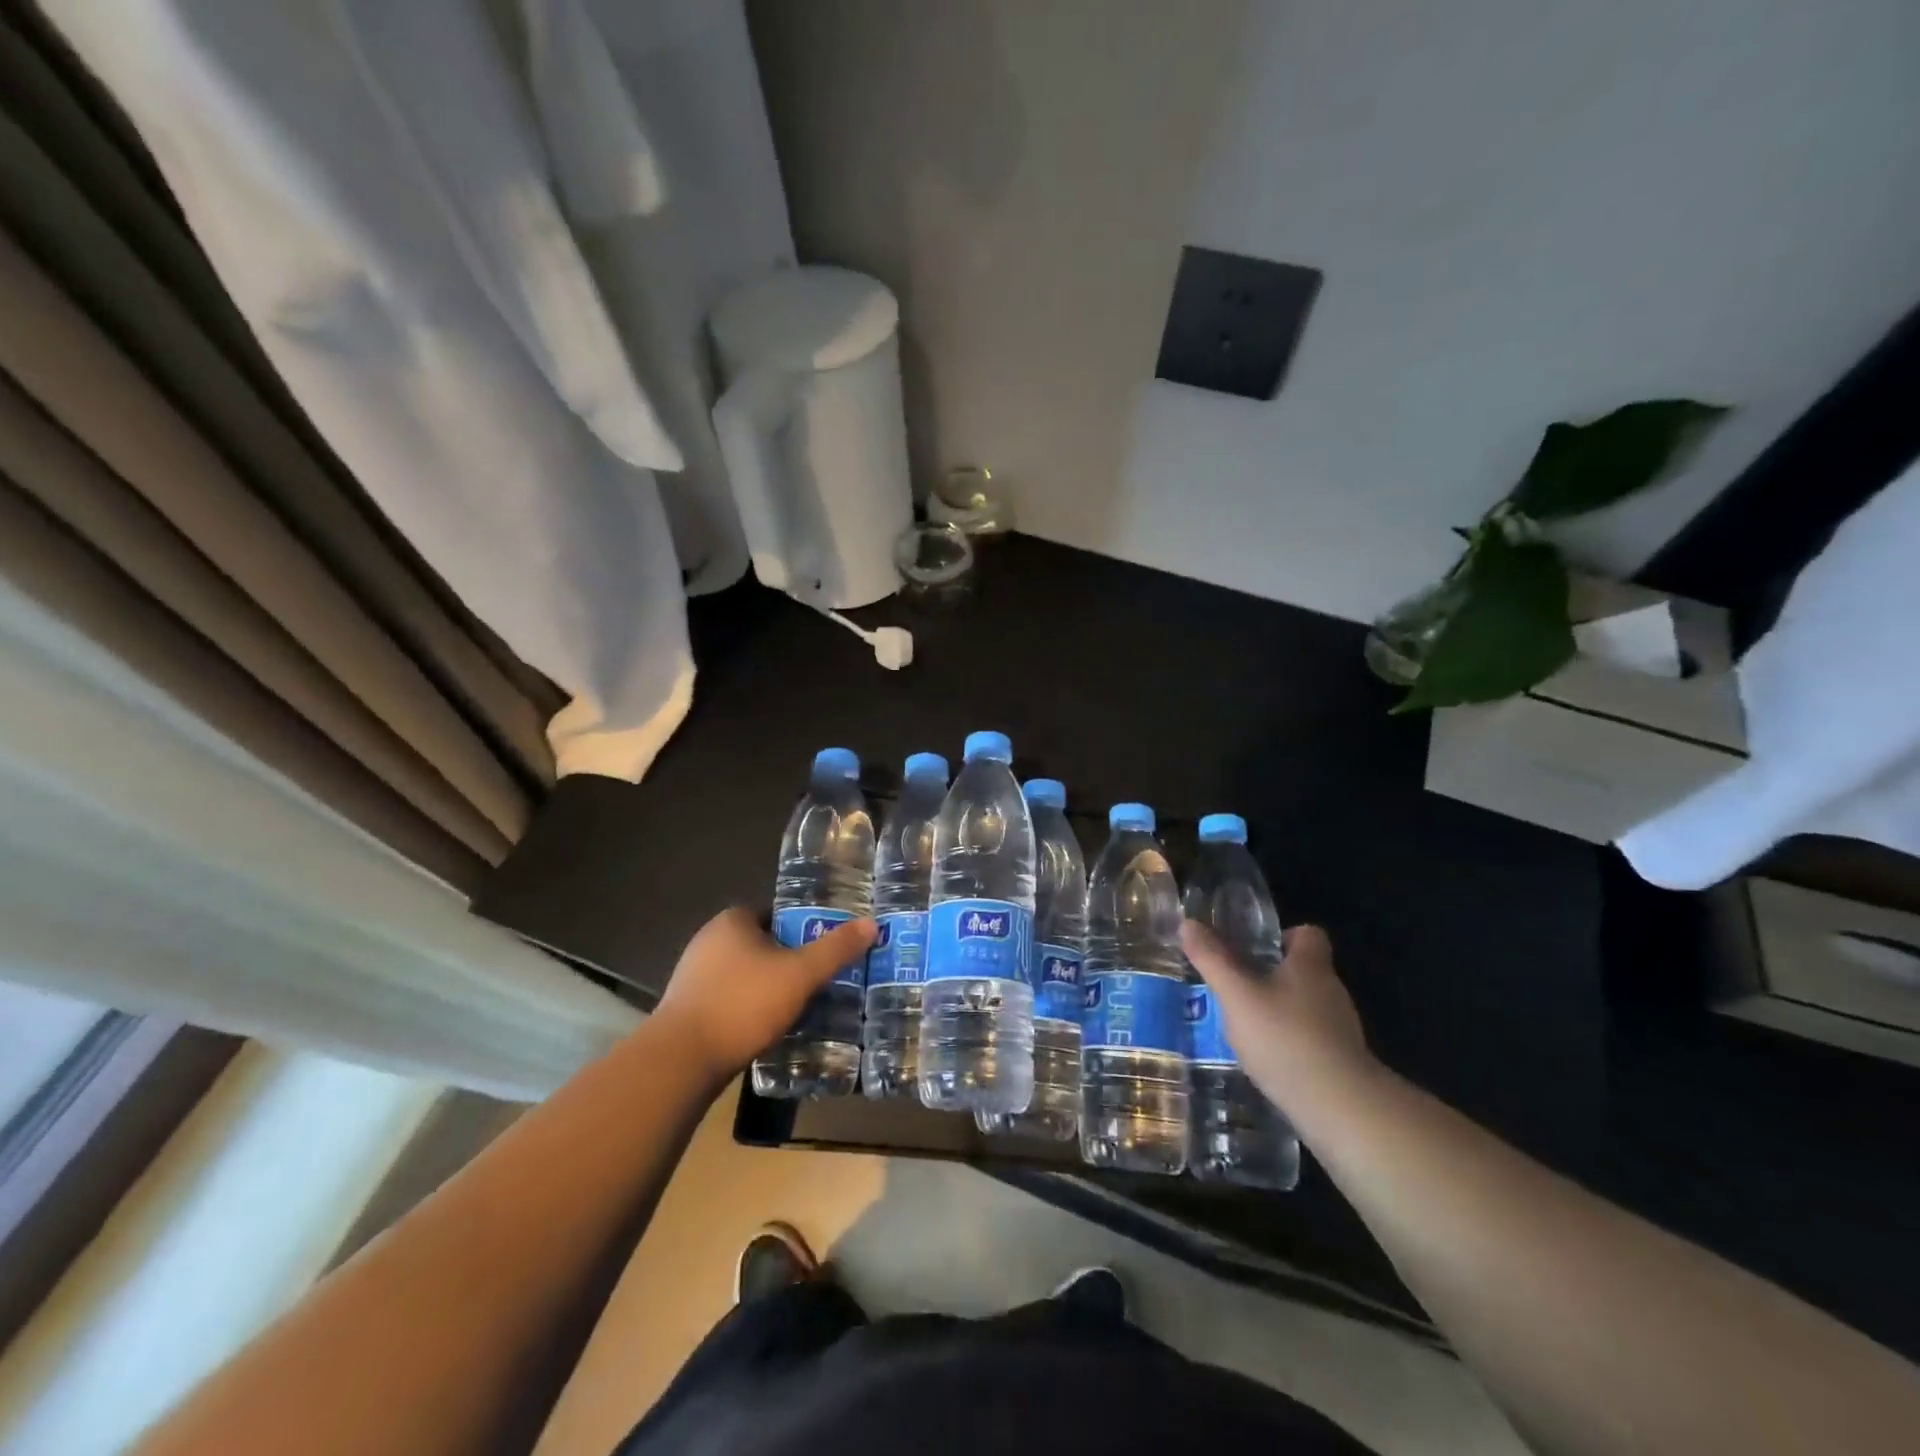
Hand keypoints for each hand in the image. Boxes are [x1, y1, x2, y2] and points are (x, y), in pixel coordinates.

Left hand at [654, 907, 876, 1083]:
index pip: (775, 913)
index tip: (823, 948)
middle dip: (788, 959)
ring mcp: (692, 975)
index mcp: (732, 921)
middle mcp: (708, 940)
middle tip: (817, 978)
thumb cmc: (743, 1004)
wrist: (681, 1061)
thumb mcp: (800, 974)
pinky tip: (765, 1028)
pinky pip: (728, 998)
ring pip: (744, 973)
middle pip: (761, 944)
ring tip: (798, 1005)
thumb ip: (835, 949)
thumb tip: (871, 923)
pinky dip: (748, 1008)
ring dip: (767, 986)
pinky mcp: (686, 1008)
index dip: (802, 928)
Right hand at [1180, 921, 1373, 1112]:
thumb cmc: (1284, 1038)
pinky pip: (1312, 1039)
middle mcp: (1332, 990)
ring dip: (1279, 1011)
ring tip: (1245, 1026)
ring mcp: (1341, 1029)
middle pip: (1304, 970)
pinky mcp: (1342, 1062)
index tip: (1253, 950)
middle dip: (1272, 975)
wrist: (1340, 1108)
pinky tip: (1267, 1059)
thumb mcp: (1236, 996)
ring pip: (1306, 1006)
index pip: (1309, 934)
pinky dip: (1290, 1042)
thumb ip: (1212, 960)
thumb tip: (1188, 923)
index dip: (1283, 936)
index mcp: (1311, 966)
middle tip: (1236, 988)